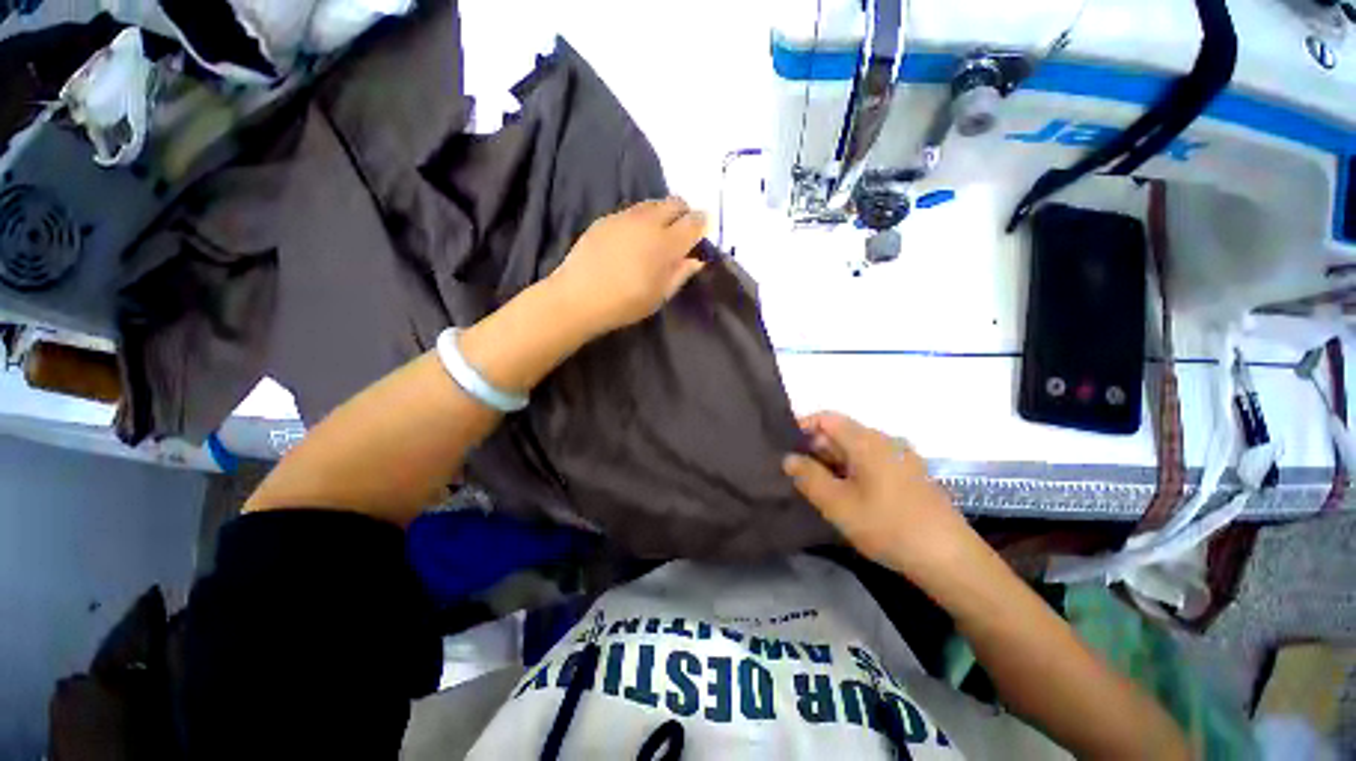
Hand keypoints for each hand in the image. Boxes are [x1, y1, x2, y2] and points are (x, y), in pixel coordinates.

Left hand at [548, 197, 706, 337]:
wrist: (578, 297)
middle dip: (684, 213)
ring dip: (662, 213)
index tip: (701, 232)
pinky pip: (632, 210)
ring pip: (653, 203)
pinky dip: (641, 219)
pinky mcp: (606, 218)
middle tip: (681, 232)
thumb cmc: (625, 303)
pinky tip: (633, 238)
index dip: (702, 224)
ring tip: (657, 234)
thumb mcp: (660, 296)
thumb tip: (696, 260)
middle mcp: (649, 222)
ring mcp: (625, 217)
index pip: (694, 222)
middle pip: (675, 203)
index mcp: (667, 243)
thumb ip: (681, 274)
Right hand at [783, 412, 979, 578]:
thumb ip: (808, 477)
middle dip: (816, 450)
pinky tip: (849, 496)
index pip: (826, 418)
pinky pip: (873, 462)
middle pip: (841, 433)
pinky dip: (853, 471)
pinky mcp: (911, 474)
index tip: (786, 449)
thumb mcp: (837, 504)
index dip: (802, 427)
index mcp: (867, 440)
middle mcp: (885, 441)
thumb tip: (789, 458)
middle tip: (799, 475)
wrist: (950, 559)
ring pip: (856, 450)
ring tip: (820, 488)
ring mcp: (901, 457)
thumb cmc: (888, 526)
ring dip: (834, 463)